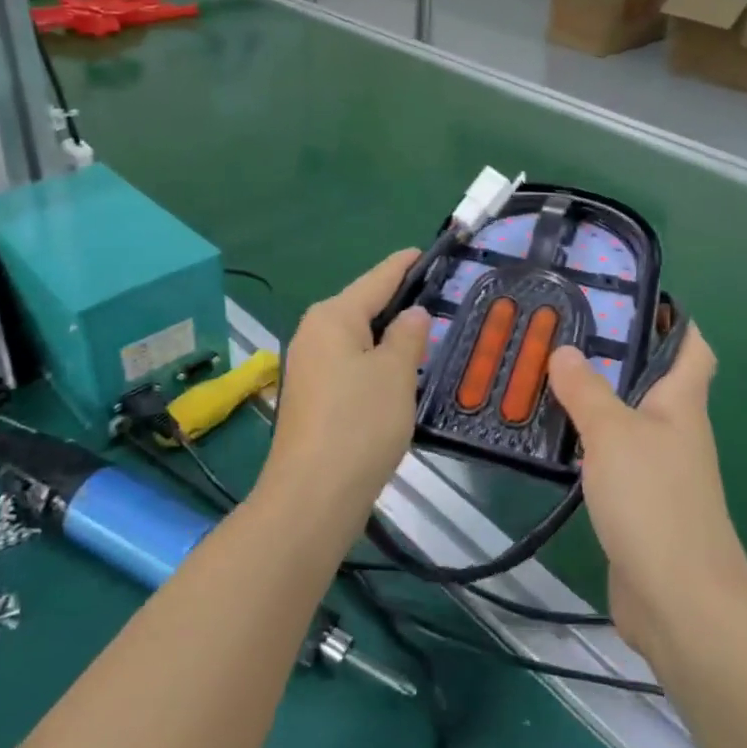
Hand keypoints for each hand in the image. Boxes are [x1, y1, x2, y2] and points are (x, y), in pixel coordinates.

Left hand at [259, 250, 429, 532]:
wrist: (313, 496)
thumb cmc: (359, 423)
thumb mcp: (396, 373)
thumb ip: (407, 336)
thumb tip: (411, 315)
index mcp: (333, 316)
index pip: (376, 279)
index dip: (403, 265)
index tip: (425, 252)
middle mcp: (313, 333)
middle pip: (362, 307)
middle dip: (396, 302)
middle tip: (438, 299)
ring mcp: (308, 367)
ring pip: (356, 339)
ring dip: (386, 337)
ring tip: (425, 334)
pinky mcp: (312, 398)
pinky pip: (349, 365)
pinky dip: (374, 363)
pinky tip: (397, 374)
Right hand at [547, 326, 746, 657]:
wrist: (679, 602)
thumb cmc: (654, 501)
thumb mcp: (613, 433)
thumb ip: (586, 390)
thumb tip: (565, 350)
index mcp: (682, 404)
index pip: (692, 348)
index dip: (673, 321)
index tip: (631, 300)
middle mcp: (674, 431)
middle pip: (650, 381)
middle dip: (613, 356)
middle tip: (561, 333)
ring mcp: (657, 470)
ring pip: (624, 420)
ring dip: (591, 400)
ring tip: (543, 377)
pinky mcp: (636, 504)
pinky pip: (608, 458)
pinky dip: (583, 443)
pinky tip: (550, 438)